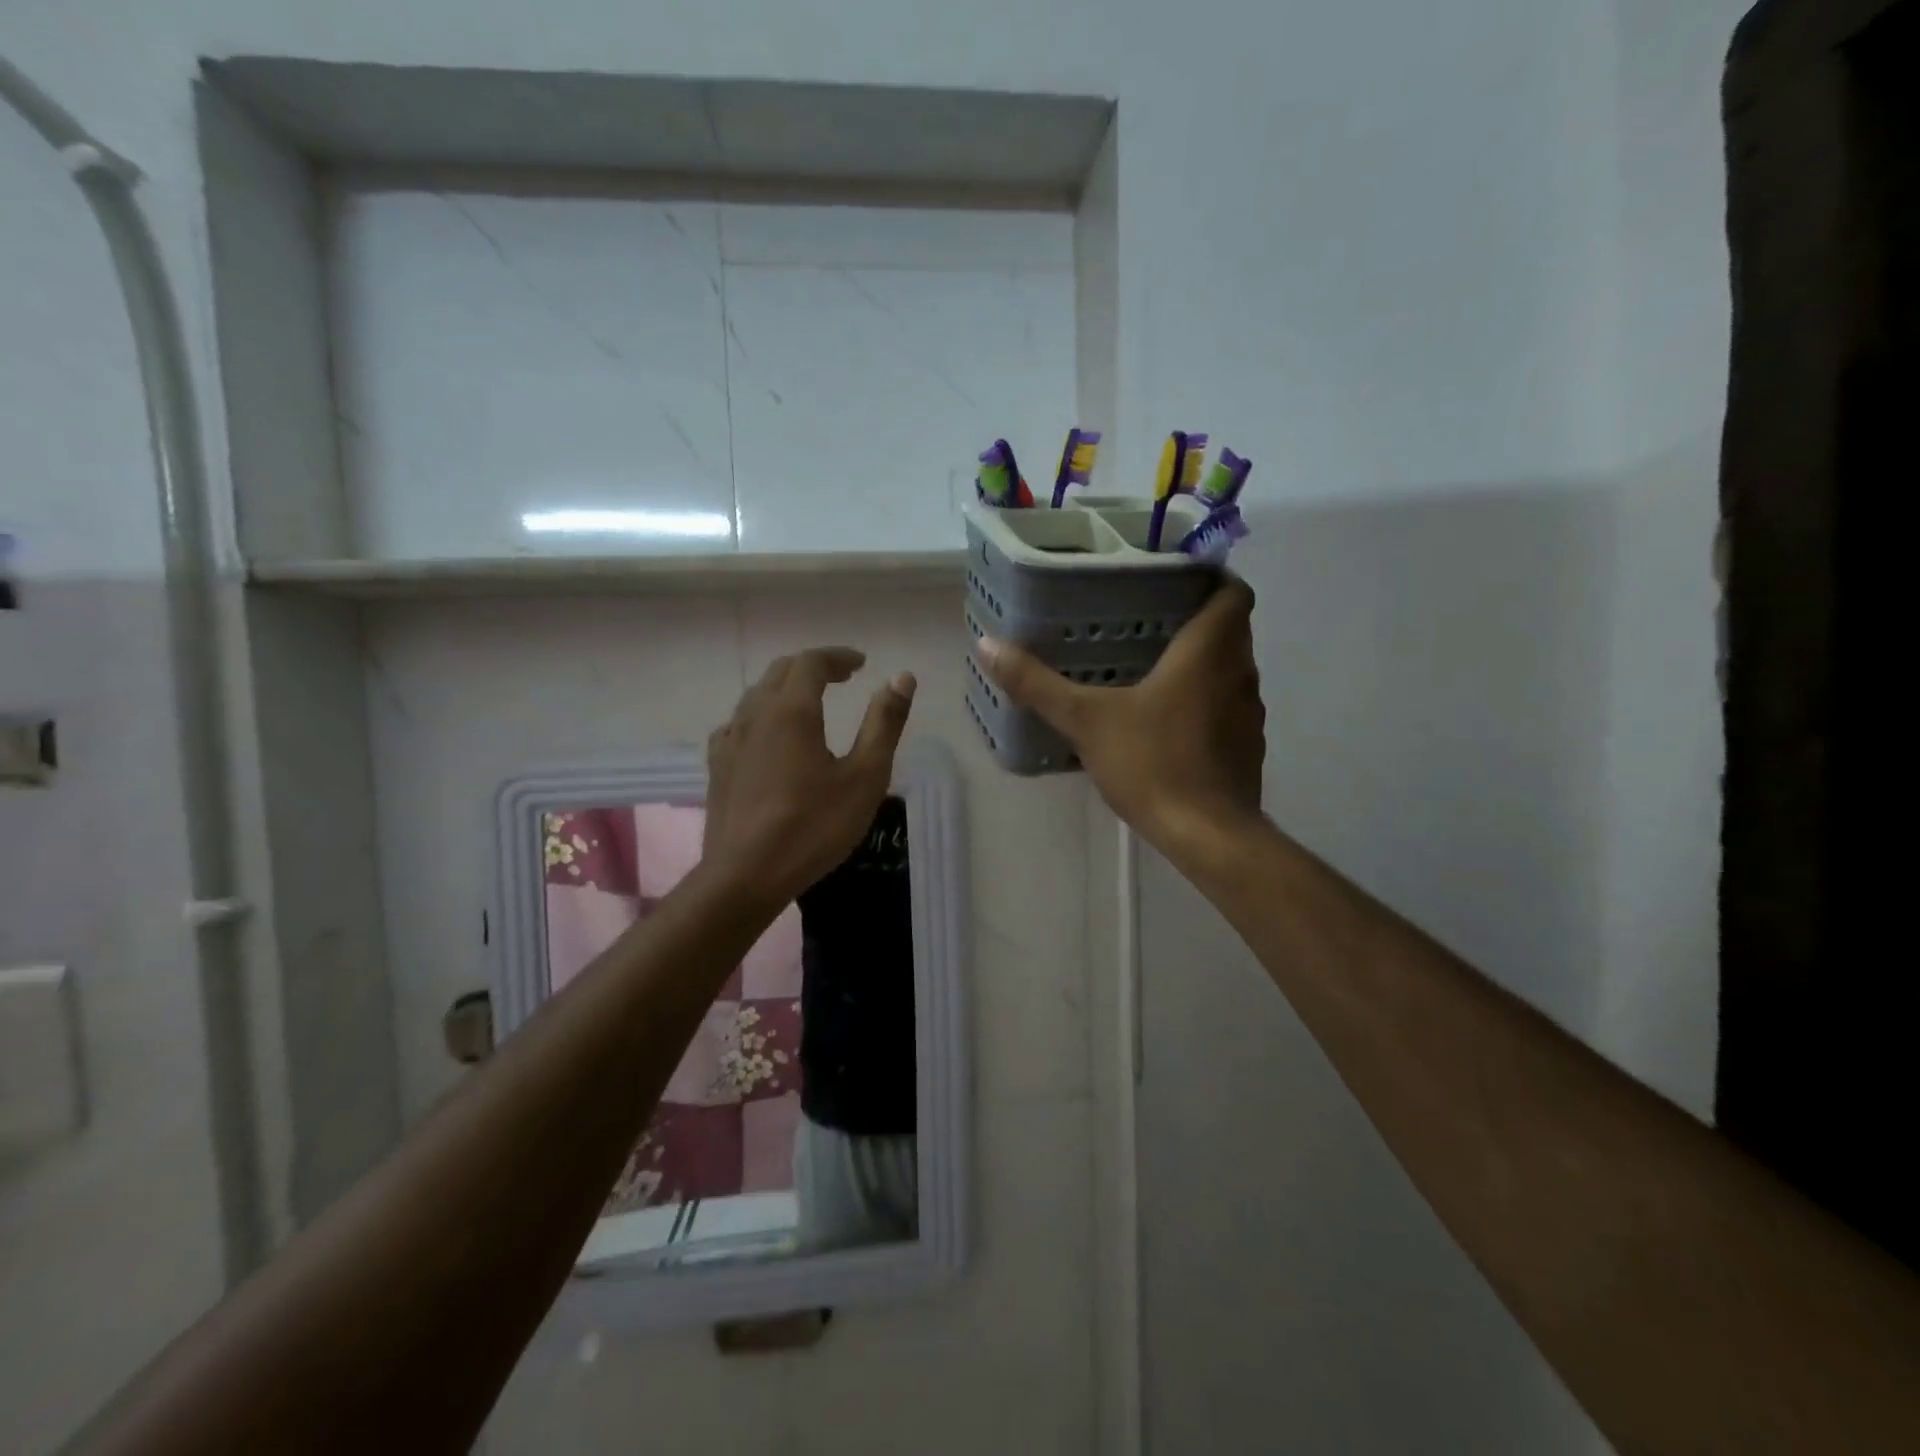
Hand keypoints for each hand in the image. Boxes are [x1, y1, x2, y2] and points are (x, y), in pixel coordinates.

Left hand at [702, 648, 914, 908]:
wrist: (745, 876)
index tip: (861, 664)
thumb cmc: (813, 827)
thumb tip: (902, 678)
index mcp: (792, 710)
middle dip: (813, 666)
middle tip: (842, 677)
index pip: (812, 662)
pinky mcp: (718, 766)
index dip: (838, 657)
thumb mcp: (864, 777)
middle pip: (781, 671)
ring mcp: (730, 740)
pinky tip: (769, 736)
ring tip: (810, 702)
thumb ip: (884, 724)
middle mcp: (755, 715)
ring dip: (786, 688)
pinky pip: (739, 723)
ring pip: (757, 695)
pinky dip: (762, 714)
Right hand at [976, 577, 1264, 857]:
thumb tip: (988, 645)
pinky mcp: (1247, 748)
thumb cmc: (1153, 763)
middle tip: (1146, 621)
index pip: (1233, 591)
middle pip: (1230, 630)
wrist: (1207, 835)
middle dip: (1196, 621)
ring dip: (1201, 665)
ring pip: (1229, 671)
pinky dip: (1204, 704)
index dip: (1211, 578)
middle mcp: (1240, 674)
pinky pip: (1227, 709)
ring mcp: (1249, 714)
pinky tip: (1166, 722)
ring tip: (1152, 668)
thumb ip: (1037, 684)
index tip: (1175, 581)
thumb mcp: (1086, 720)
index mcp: (1209, 652)